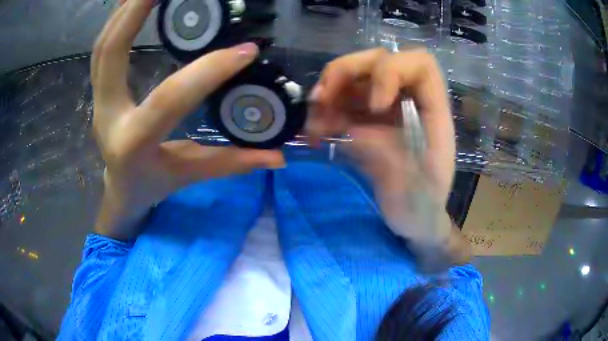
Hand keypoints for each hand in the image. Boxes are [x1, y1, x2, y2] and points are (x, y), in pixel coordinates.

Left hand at [92, 0, 283, 239]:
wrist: (121, 189)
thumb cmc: (153, 186)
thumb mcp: (190, 176)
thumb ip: (231, 163)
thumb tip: (279, 157)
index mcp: (133, 144)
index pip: (169, 99)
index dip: (208, 71)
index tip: (246, 51)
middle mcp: (107, 117)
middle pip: (110, 53)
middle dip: (135, 13)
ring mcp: (97, 100)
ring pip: (102, 47)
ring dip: (123, 11)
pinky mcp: (98, 91)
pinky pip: (101, 50)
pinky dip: (115, 21)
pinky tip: (132, 3)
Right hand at [308, 48, 469, 267]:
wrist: (413, 220)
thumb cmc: (422, 209)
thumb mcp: (413, 192)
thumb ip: (389, 159)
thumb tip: (354, 129)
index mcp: (434, 114)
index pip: (421, 66)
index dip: (392, 72)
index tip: (373, 106)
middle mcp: (410, 101)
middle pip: (380, 59)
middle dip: (347, 71)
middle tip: (322, 98)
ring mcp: (386, 108)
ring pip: (355, 75)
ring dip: (329, 90)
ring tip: (313, 120)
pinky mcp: (367, 120)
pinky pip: (342, 99)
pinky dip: (324, 110)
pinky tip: (315, 131)